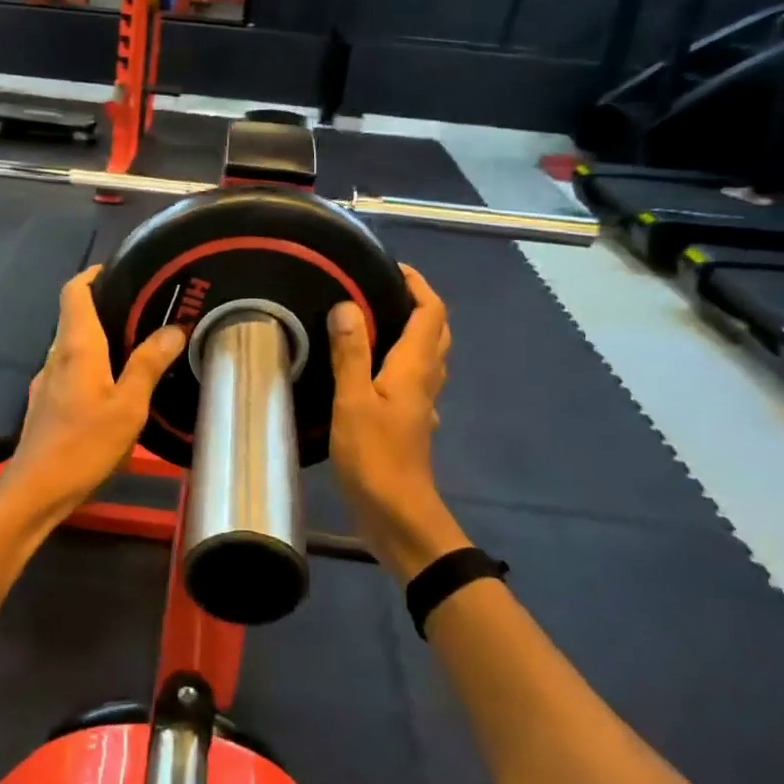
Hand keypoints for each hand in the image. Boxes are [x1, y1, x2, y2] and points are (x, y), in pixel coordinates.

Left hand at [2, 266, 185, 515]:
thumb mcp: (128, 406)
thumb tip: (173, 329)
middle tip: (147, 309)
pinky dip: (93, 364)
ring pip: (74, 345)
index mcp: (76, 346)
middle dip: (107, 306)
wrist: (36, 489)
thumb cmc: (84, 444)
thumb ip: (149, 365)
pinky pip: (71, 369)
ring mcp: (47, 380)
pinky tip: (115, 384)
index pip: (75, 291)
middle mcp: (56, 355)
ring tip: (139, 344)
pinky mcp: (46, 402)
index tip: (123, 271)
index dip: (94, 274)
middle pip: (76, 316)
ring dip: (101, 338)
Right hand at [327, 266, 459, 575]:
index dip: (418, 285)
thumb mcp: (353, 402)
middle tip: (380, 290)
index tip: (391, 267)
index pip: (430, 313)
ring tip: (372, 322)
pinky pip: (412, 380)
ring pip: (426, 357)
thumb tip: (348, 305)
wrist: (396, 516)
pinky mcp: (409, 424)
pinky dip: (398, 362)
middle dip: (417, 304)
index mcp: (414, 369)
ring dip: (410, 332)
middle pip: (436, 333)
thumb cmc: (375, 457)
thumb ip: (351, 353)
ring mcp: (420, 405)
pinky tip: (370, 371)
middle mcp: (424, 381)